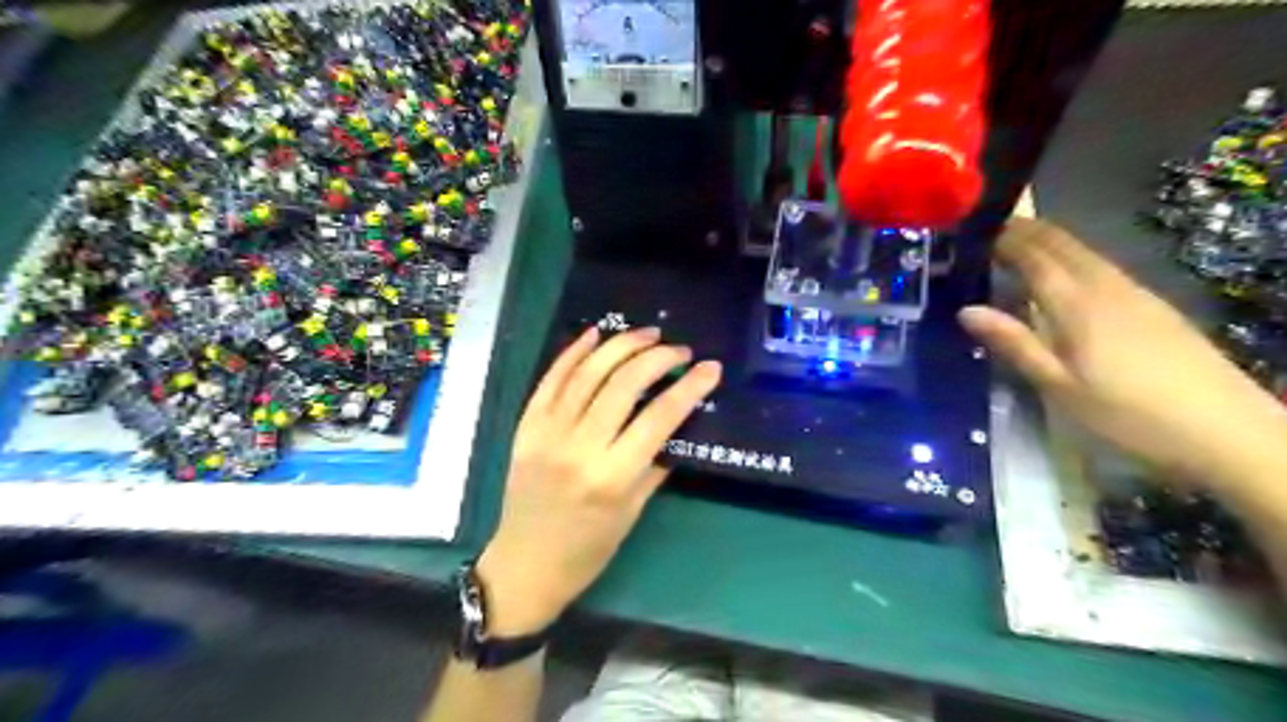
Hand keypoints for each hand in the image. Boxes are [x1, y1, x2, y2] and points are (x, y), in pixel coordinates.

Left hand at [474, 328, 720, 637]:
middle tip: (679, 350)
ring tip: (647, 334)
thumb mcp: (633, 511)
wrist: (525, 564)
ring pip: (588, 373)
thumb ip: (656, 462)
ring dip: (621, 346)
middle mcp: (579, 447)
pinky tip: (596, 334)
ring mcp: (547, 433)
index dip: (689, 387)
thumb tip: (677, 421)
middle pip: (623, 384)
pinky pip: (551, 379)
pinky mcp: (526, 426)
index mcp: (612, 476)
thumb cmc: (588, 549)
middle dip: (657, 358)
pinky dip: (573, 352)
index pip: (659, 418)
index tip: (710, 368)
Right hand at [959, 216, 1286, 490]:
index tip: (973, 231)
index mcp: (1077, 303)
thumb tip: (966, 310)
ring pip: (1084, 252)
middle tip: (989, 229)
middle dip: (1026, 230)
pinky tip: (1064, 276)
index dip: (1004, 238)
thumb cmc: (1127, 414)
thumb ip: (1014, 343)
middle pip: (1062, 243)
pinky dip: (1071, 258)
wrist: (1226, 431)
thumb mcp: (1058, 386)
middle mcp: (1106, 286)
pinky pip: (1101, 266)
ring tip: (1017, 245)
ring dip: (1048, 241)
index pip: (1034, 255)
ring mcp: (1134, 293)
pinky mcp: (1152, 306)